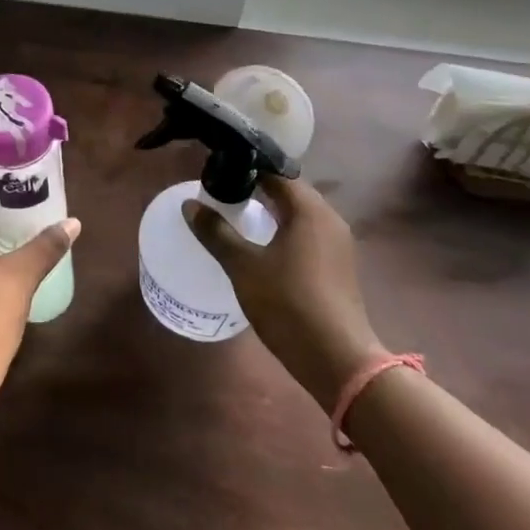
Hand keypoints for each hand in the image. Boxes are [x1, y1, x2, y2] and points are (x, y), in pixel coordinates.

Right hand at [185, 177, 383, 412]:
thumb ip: (216, 232)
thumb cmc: (288, 304)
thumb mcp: (243, 266)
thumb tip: (190, 205)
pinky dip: (284, 232)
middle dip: (257, 189)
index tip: (220, 173)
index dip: (248, 169)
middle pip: (290, 192)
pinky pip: (307, 235)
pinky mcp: (338, 267)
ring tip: (237, 217)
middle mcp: (329, 219)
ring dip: (271, 212)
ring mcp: (338, 244)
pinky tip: (262, 247)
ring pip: (299, 215)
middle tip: (223, 194)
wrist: (337, 360)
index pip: (277, 173)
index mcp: (310, 210)